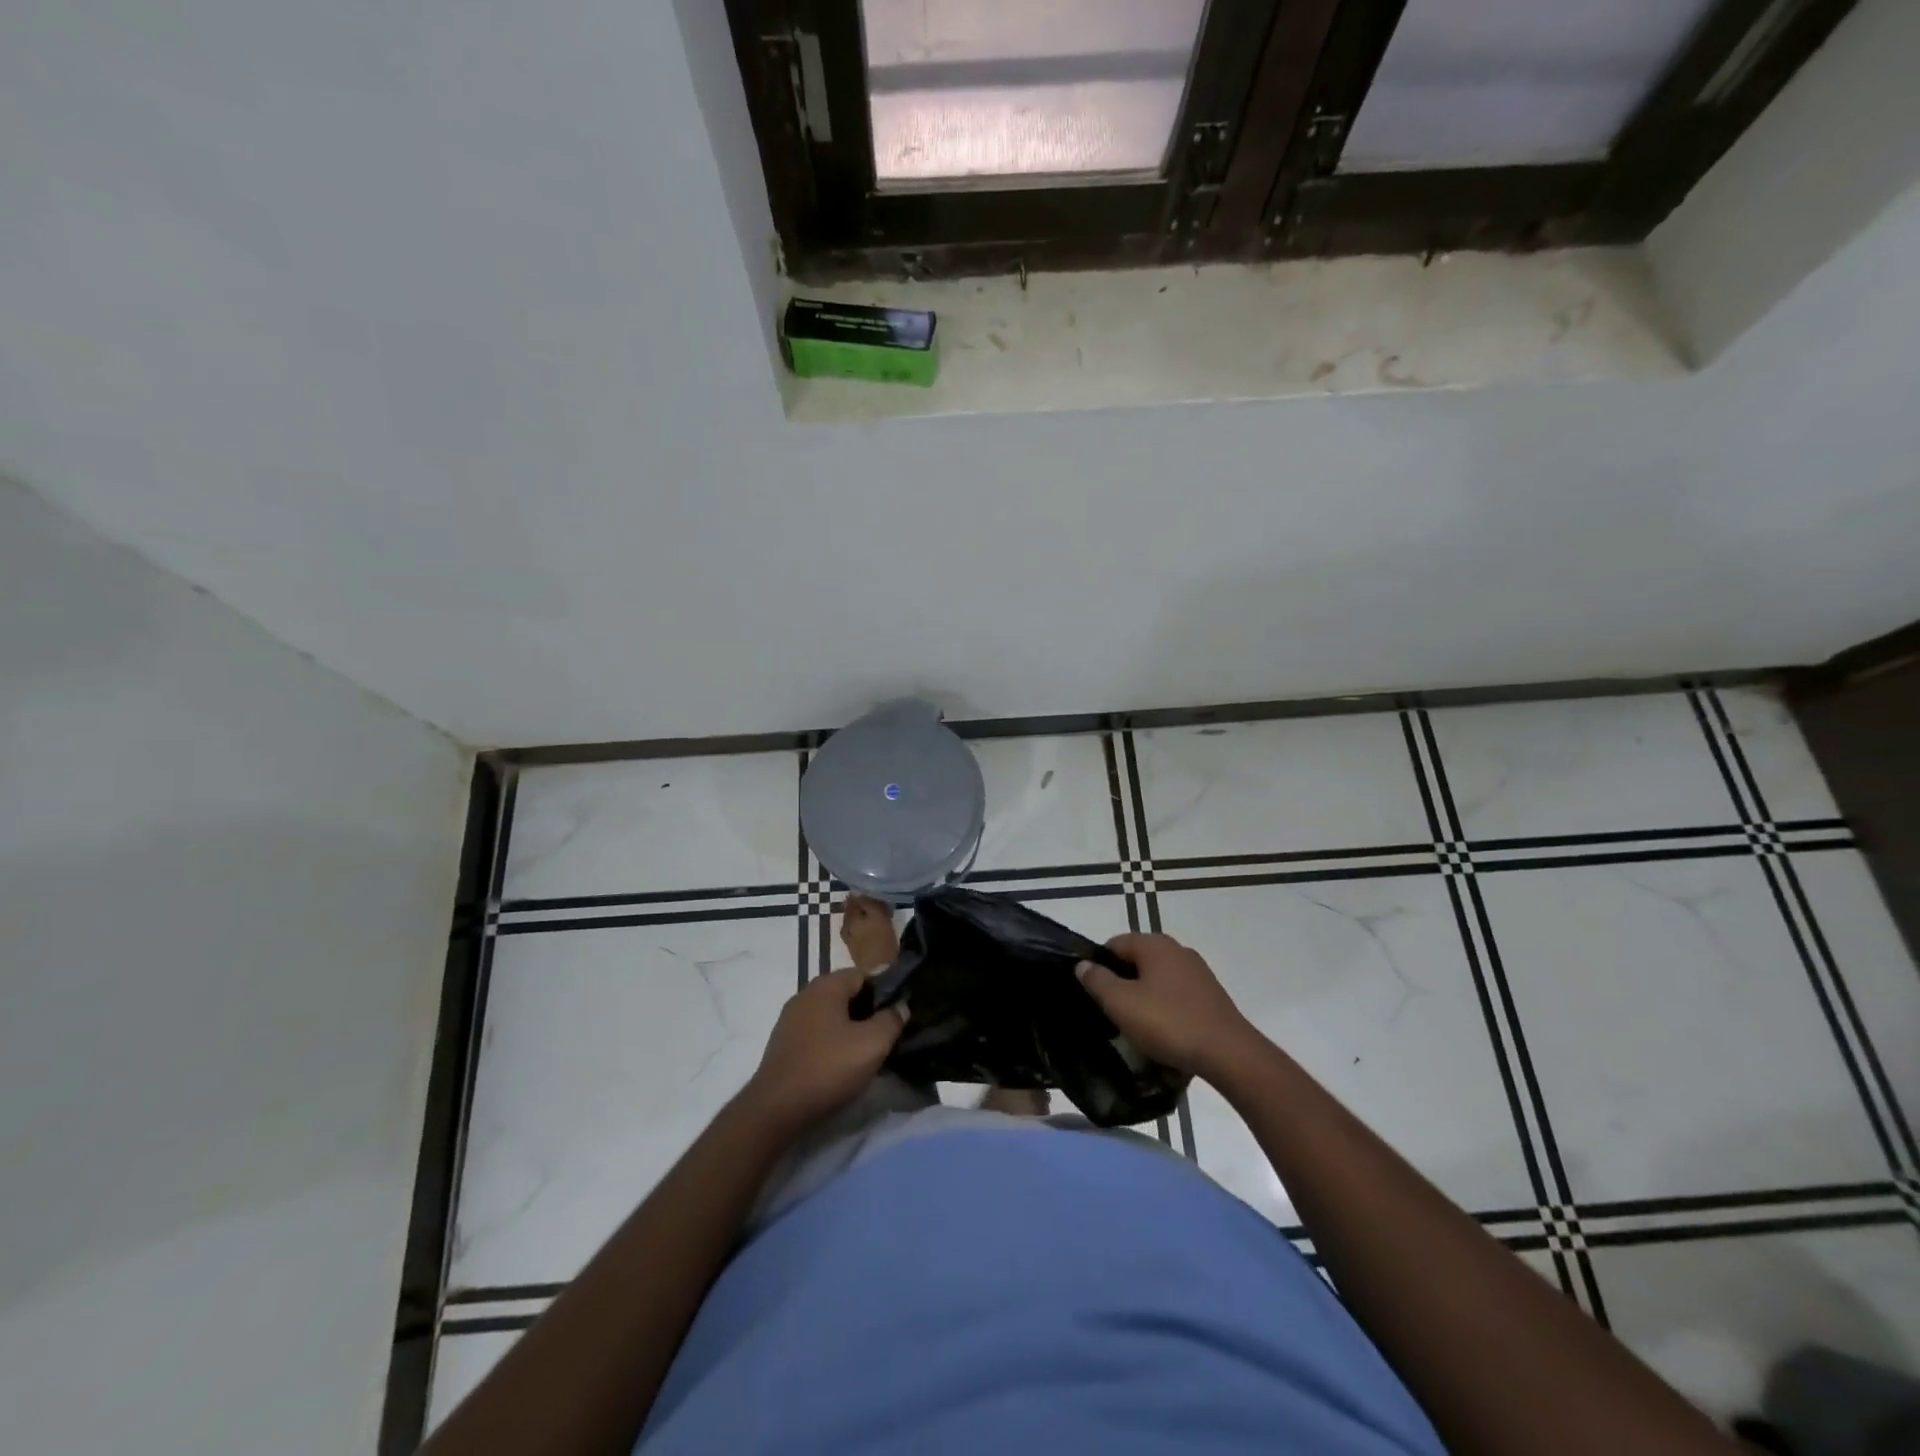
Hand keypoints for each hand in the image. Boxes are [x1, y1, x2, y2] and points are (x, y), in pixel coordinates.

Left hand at [741, 968, 906, 1137]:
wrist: (776, 1108)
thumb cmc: (828, 1068)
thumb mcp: (872, 1044)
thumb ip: (891, 1020)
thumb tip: (900, 1006)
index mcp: (826, 986)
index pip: (863, 975)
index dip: (885, 991)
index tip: (899, 1012)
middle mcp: (805, 994)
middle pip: (845, 994)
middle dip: (867, 1011)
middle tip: (886, 1034)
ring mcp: (790, 1019)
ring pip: (830, 1015)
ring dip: (849, 1028)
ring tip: (866, 1051)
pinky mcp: (782, 1043)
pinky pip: (815, 1033)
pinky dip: (830, 1042)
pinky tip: (839, 1063)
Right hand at [1076, 933, 1257, 1081]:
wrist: (1228, 1053)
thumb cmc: (1168, 1023)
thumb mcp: (1121, 1003)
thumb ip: (1097, 980)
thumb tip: (1083, 965)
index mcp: (1154, 944)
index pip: (1114, 944)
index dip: (1098, 966)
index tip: (1092, 993)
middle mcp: (1177, 949)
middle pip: (1137, 960)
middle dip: (1122, 982)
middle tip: (1110, 1011)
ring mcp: (1198, 971)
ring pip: (1157, 978)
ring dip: (1143, 996)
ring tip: (1135, 1025)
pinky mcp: (1211, 994)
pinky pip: (1177, 994)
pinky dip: (1164, 1007)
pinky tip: (1162, 1031)